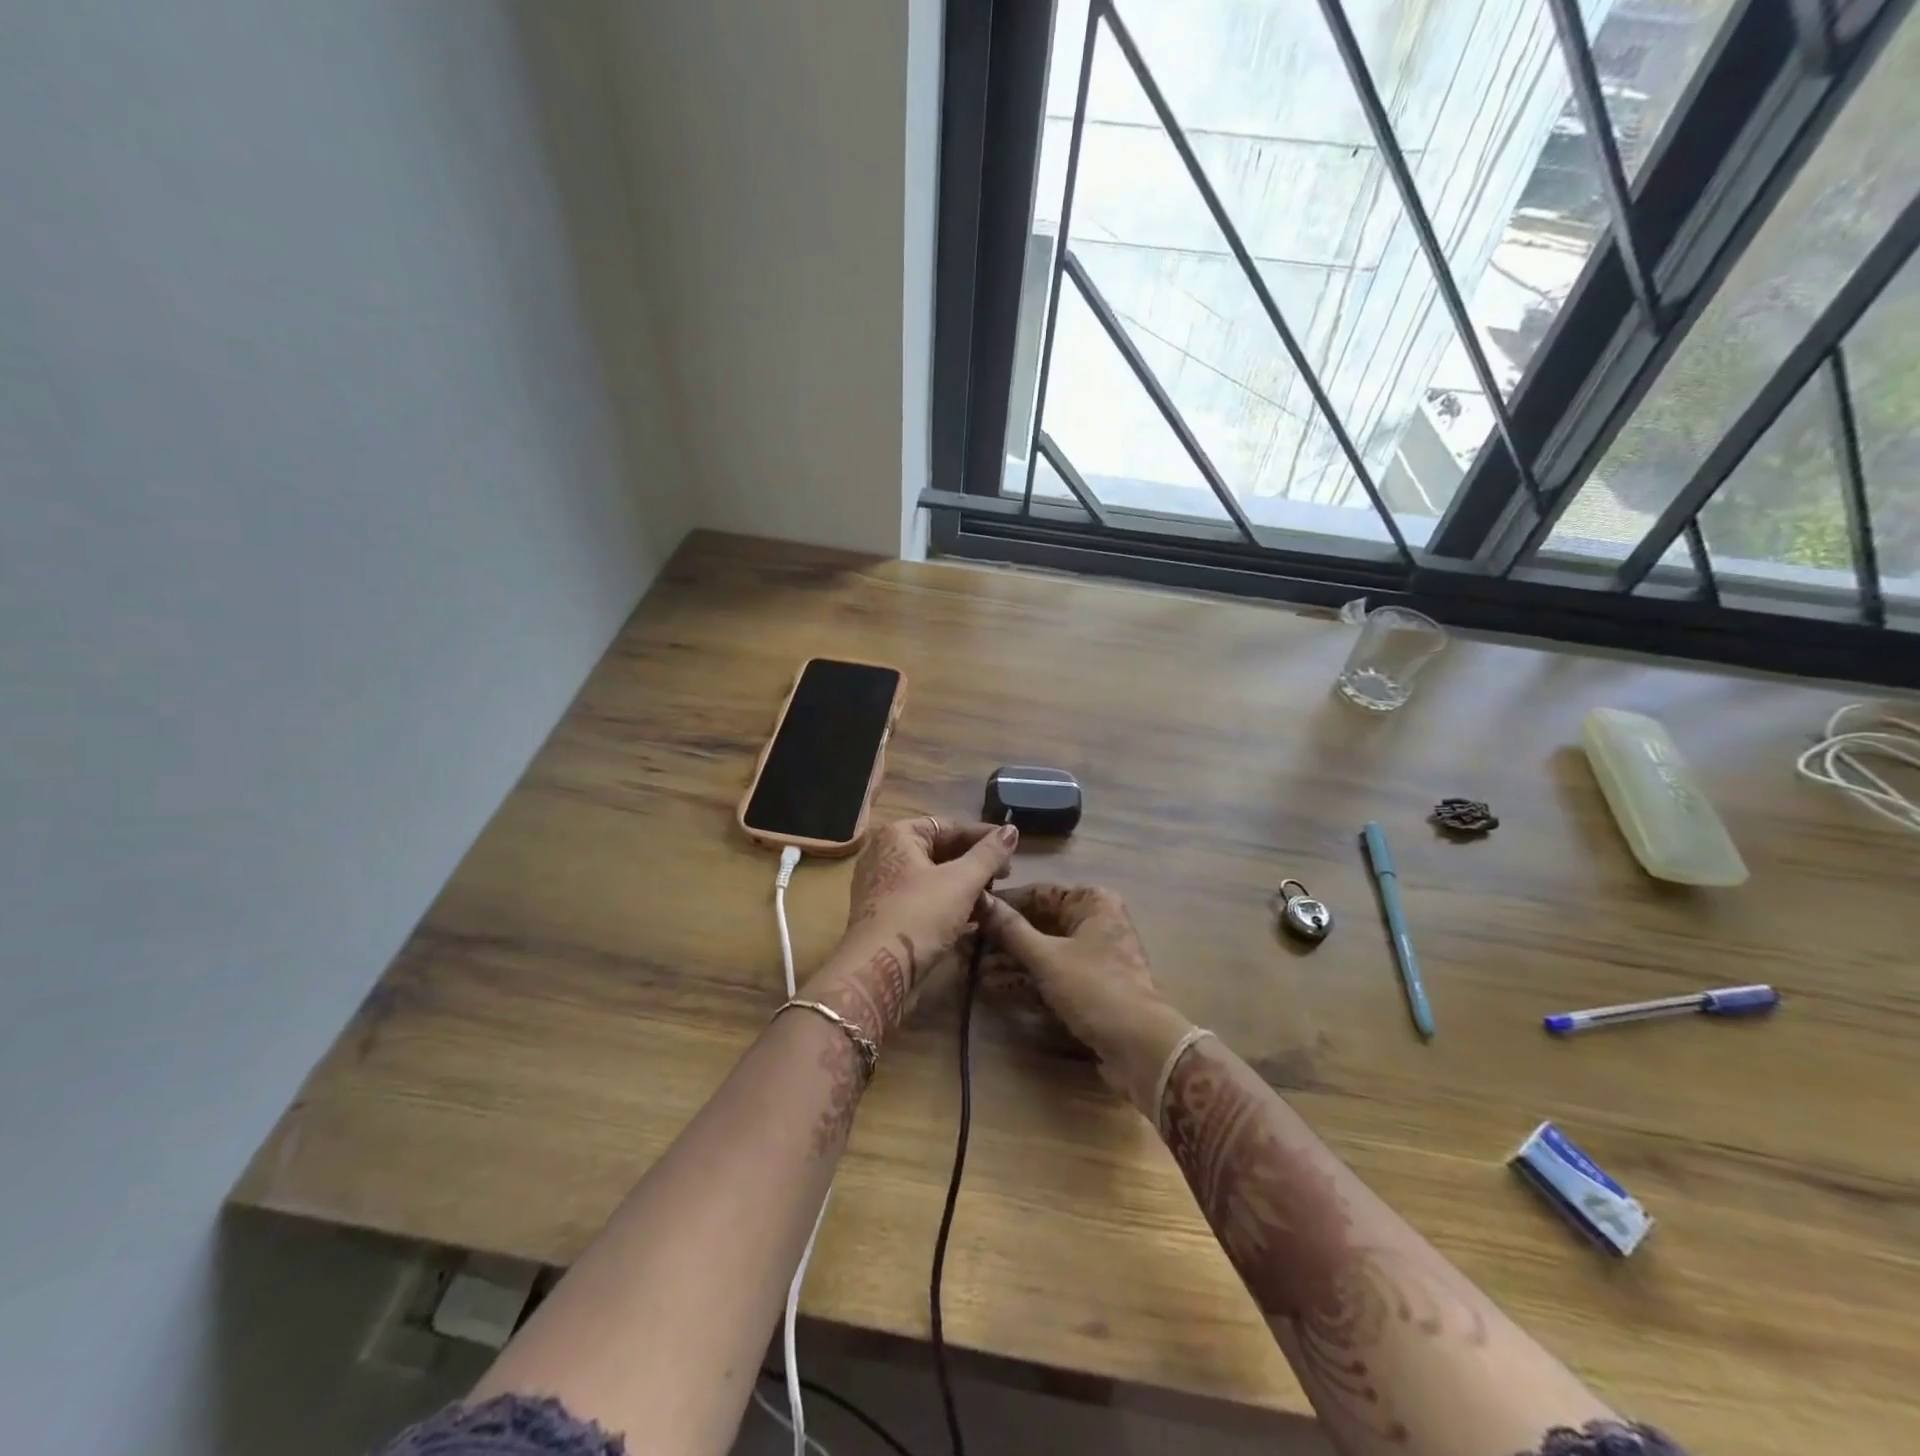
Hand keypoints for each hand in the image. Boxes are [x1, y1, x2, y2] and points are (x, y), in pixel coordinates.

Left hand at [809, 817, 1018, 1037]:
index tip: (1011, 848)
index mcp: (898, 835)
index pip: (949, 826)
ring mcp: (882, 885)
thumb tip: (1012, 830)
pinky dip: (947, 903)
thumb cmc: (920, 915)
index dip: (983, 836)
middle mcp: (884, 853)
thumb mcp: (962, 881)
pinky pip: (923, 899)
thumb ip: (989, 854)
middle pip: (939, 850)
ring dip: (964, 885)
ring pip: (932, 877)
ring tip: (992, 897)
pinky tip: (973, 916)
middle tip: (1004, 876)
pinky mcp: (885, 914)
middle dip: (974, 863)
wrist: (878, 971)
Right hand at [978, 883, 1191, 1113]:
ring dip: (1008, 962)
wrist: (1141, 1049)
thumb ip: (1011, 929)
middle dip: (1001, 938)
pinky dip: (1024, 981)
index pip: (1038, 893)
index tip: (969, 912)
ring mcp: (1091, 958)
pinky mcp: (1087, 989)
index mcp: (1092, 903)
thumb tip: (979, 900)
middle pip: (1038, 924)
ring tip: (970, 968)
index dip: (1003, 904)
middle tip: (964, 945)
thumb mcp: (1047, 957)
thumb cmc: (1095, 988)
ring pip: (1042, 952)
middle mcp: (1093, 924)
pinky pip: (1049, 977)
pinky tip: (991, 987)